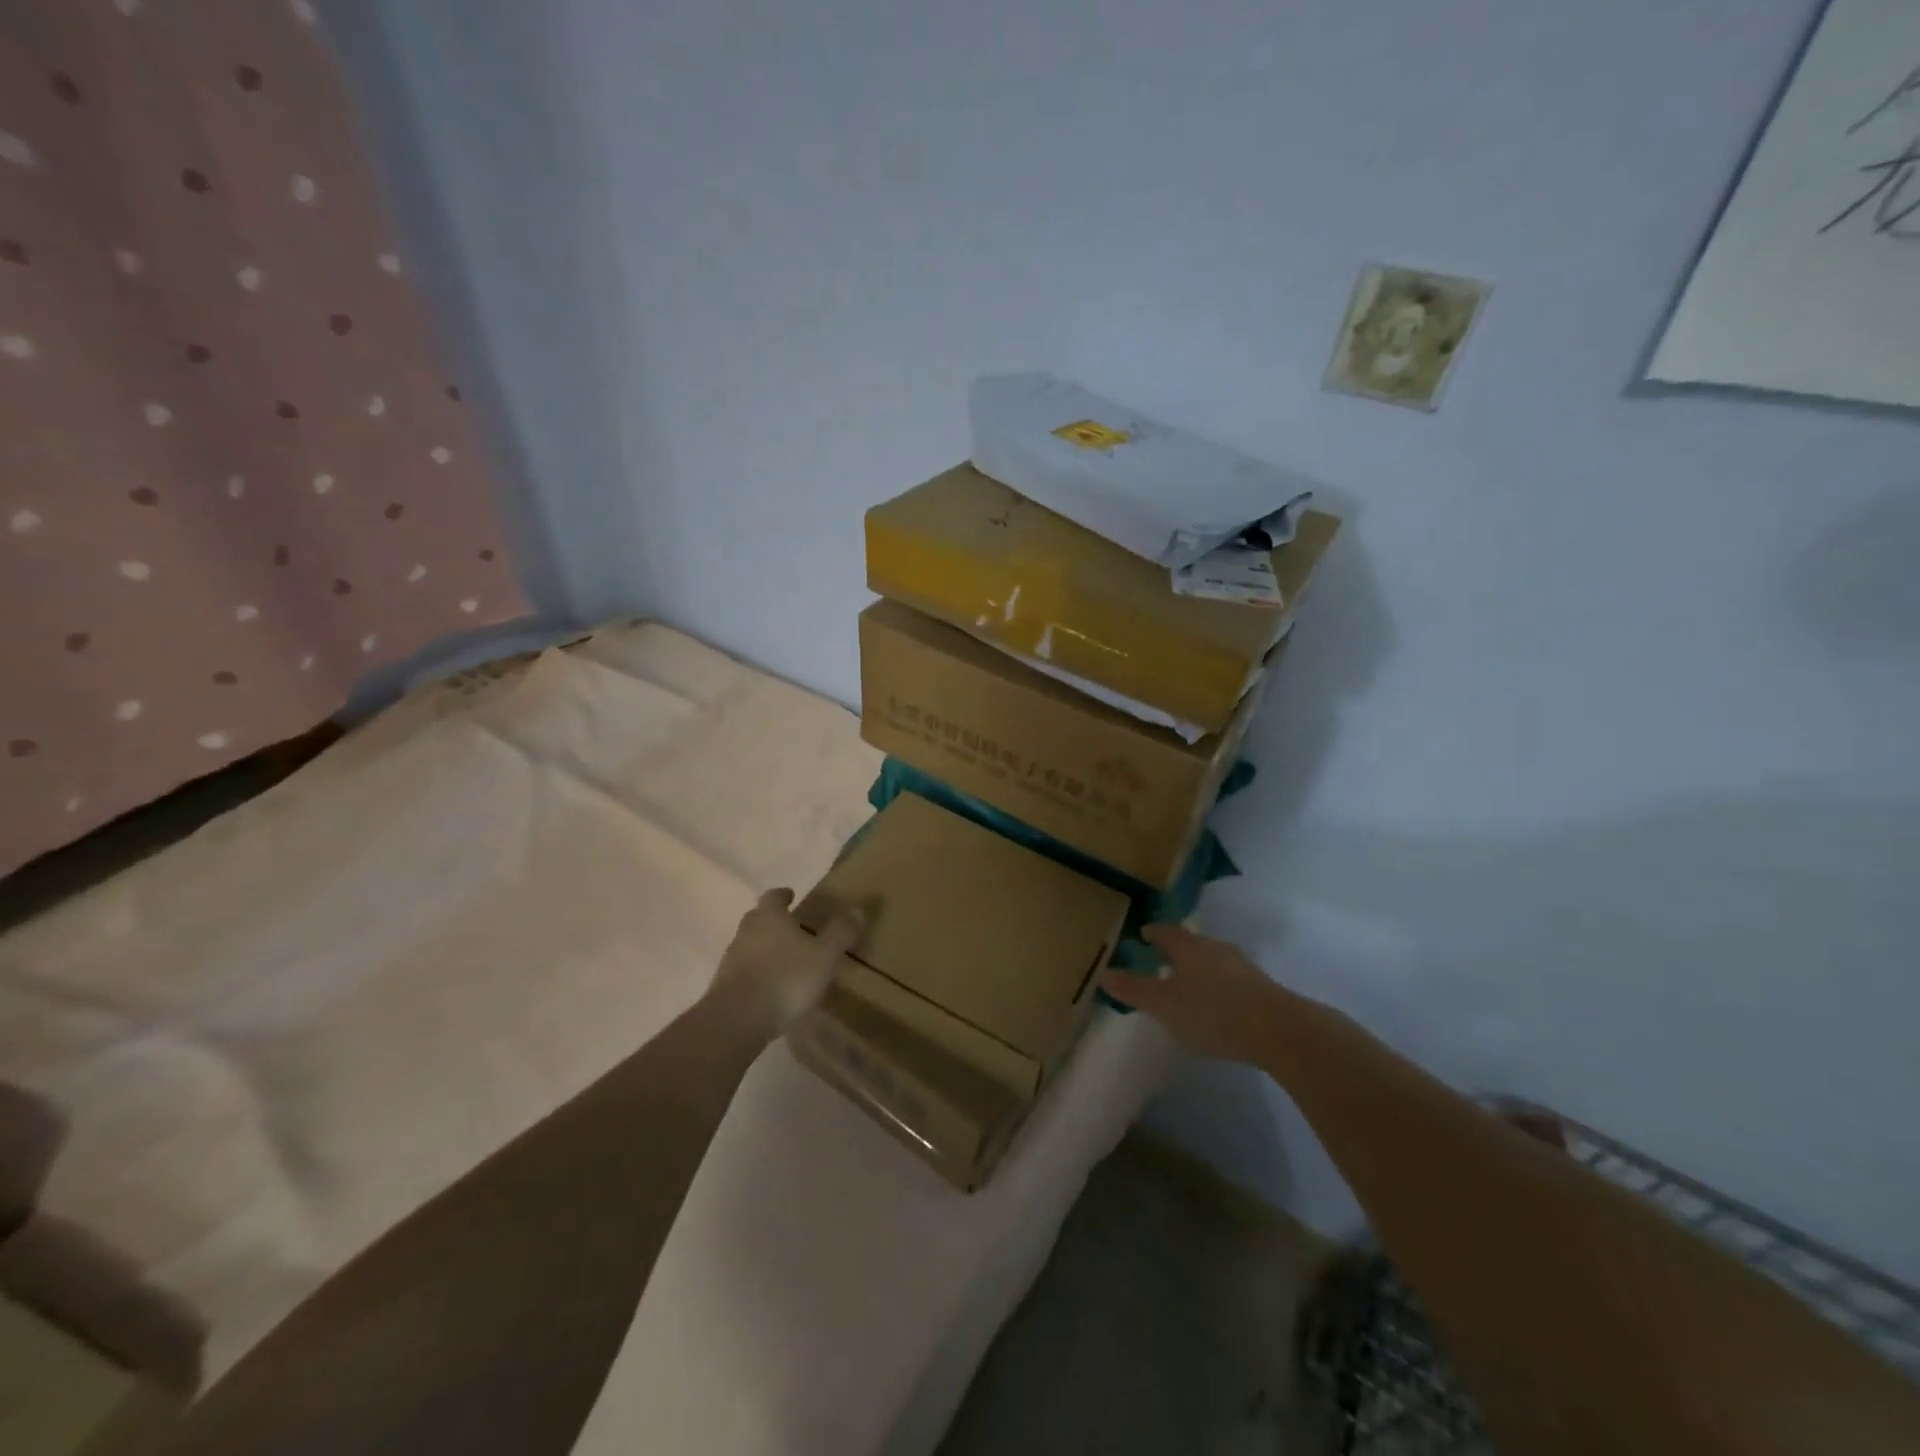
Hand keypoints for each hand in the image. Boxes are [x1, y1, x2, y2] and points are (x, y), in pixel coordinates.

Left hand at [709, 888, 862, 1036]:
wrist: (737, 1020)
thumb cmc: (786, 978)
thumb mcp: (824, 956)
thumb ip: (840, 933)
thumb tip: (857, 909)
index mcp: (770, 916)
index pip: (774, 896)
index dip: (783, 895)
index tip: (792, 896)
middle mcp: (747, 931)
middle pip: (759, 918)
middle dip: (774, 921)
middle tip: (793, 928)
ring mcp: (731, 959)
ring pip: (750, 944)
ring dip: (765, 948)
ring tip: (786, 961)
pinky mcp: (723, 986)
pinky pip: (744, 971)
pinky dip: (757, 973)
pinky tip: (771, 988)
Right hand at [1100, 924, 1296, 1064]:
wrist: (1277, 1030)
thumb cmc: (1211, 1012)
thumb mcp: (1163, 1005)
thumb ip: (1134, 990)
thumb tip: (1103, 973)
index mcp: (1188, 946)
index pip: (1165, 931)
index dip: (1152, 933)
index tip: (1143, 935)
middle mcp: (1214, 947)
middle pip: (1191, 944)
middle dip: (1176, 952)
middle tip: (1161, 962)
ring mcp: (1241, 965)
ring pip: (1212, 960)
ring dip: (1199, 969)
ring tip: (1188, 986)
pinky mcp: (1260, 986)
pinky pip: (1230, 979)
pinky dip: (1218, 986)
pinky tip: (1216, 1005)